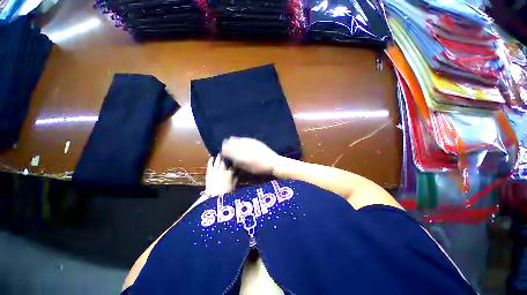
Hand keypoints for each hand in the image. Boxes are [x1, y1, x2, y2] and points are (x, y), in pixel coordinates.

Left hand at [204, 155, 235, 195]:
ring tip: (221, 152)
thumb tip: (239, 173)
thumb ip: (236, 178)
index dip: (235, 161)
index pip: (233, 165)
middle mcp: (223, 170)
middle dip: (227, 156)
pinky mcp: (209, 172)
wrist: (213, 197)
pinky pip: (210, 164)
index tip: (236, 158)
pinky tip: (212, 157)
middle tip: (228, 152)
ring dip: (220, 156)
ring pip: (218, 161)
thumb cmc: (225, 192)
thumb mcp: (233, 186)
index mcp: (230, 173)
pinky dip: (211, 160)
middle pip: (225, 161)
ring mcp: (215, 170)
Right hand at [221, 137, 280, 174]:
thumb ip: (236, 162)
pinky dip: (240, 139)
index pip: (227, 150)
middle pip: (231, 143)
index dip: (223, 150)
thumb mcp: (246, 168)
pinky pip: (244, 138)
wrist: (272, 162)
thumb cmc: (258, 168)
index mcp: (240, 156)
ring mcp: (249, 143)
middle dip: (227, 144)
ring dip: (232, 140)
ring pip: (237, 139)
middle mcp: (243, 148)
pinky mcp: (254, 140)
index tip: (222, 150)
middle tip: (224, 144)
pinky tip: (240, 140)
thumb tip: (230, 158)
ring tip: (230, 140)